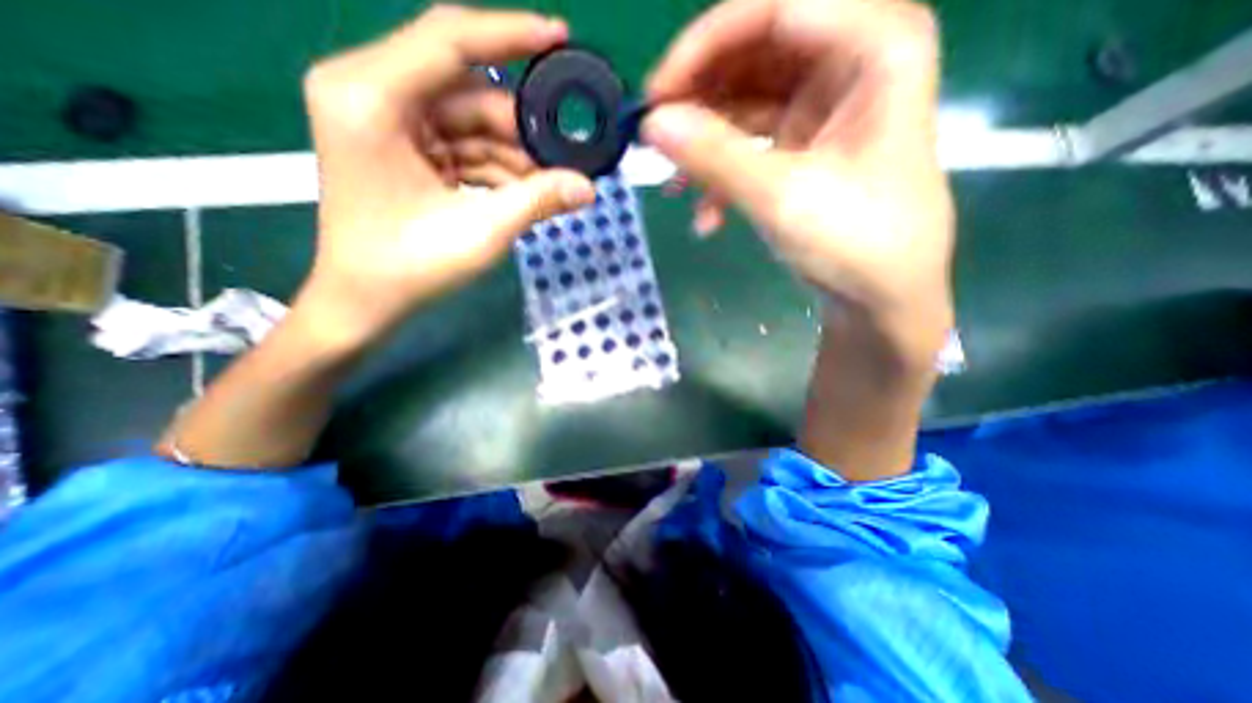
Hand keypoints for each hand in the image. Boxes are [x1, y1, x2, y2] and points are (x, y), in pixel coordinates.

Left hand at [302, 3, 596, 344]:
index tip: (560, 37)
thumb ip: (537, 200)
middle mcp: (371, 93)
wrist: (366, 300)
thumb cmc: (410, 268)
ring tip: (549, 184)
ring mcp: (387, 122)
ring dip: (513, 155)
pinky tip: (524, 190)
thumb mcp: (481, 231)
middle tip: (564, 156)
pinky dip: (495, 167)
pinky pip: (461, 145)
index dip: (510, 34)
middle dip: (520, 128)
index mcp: (371, 97)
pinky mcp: (403, 148)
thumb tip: (588, 187)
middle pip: (467, 90)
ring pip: (470, 122)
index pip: (448, 39)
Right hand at [644, 0, 950, 359]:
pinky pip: (748, 143)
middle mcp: (847, 60)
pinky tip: (706, 216)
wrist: (880, 294)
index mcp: (872, 45)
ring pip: (743, 103)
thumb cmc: (854, 241)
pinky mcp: (800, 144)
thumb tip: (650, 125)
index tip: (655, 95)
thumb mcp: (781, 196)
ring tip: (675, 185)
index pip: (771, 11)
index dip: (702, 47)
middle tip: (656, 138)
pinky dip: (722, 176)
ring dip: (705, 146)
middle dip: (698, 101)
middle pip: (752, 54)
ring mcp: (820, 106)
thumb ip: (714, 155)